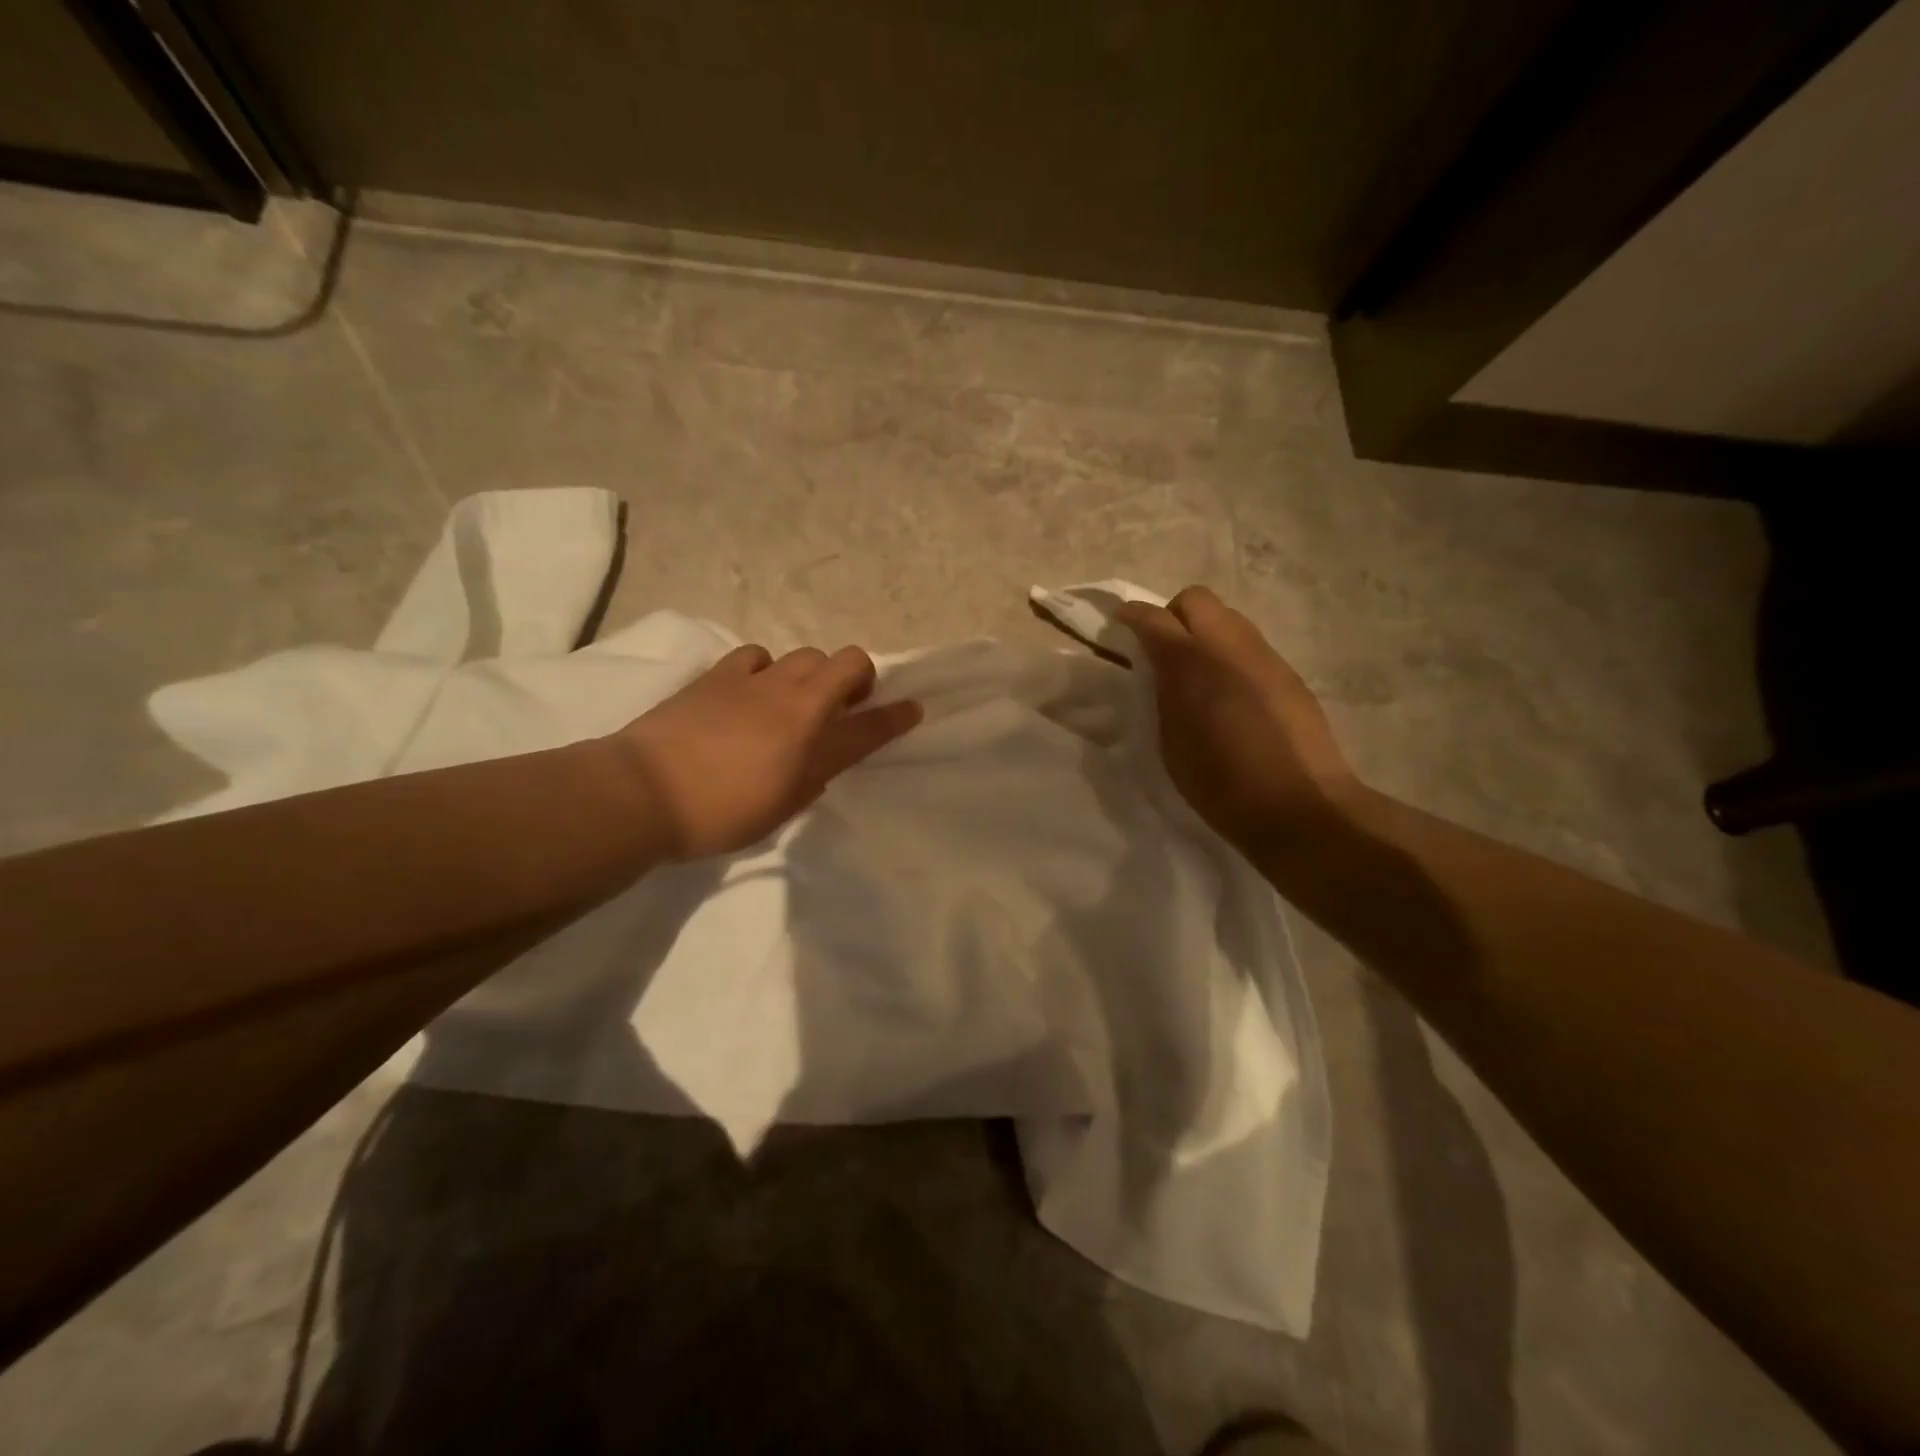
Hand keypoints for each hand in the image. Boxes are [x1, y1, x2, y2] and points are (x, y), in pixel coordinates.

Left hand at [607, 644, 921, 860]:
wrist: (646, 793)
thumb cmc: (719, 816)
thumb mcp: (780, 808)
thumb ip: (810, 780)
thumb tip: (818, 761)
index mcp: (816, 745)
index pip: (872, 725)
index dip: (898, 716)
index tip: (913, 709)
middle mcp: (797, 703)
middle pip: (848, 662)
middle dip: (856, 679)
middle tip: (841, 706)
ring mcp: (759, 682)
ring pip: (806, 654)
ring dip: (811, 674)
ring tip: (793, 699)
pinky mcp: (720, 674)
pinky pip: (758, 655)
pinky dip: (764, 669)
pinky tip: (751, 689)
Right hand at [1118, 586, 1357, 850]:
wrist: (1300, 808)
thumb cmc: (1223, 786)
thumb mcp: (1172, 744)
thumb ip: (1163, 697)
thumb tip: (1162, 672)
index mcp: (1193, 666)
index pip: (1155, 619)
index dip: (1133, 616)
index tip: (1120, 624)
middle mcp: (1231, 648)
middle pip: (1197, 599)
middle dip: (1172, 614)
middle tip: (1161, 648)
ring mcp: (1265, 658)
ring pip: (1228, 617)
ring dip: (1204, 631)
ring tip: (1196, 671)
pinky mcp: (1288, 674)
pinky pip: (1250, 644)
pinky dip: (1230, 653)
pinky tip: (1229, 692)